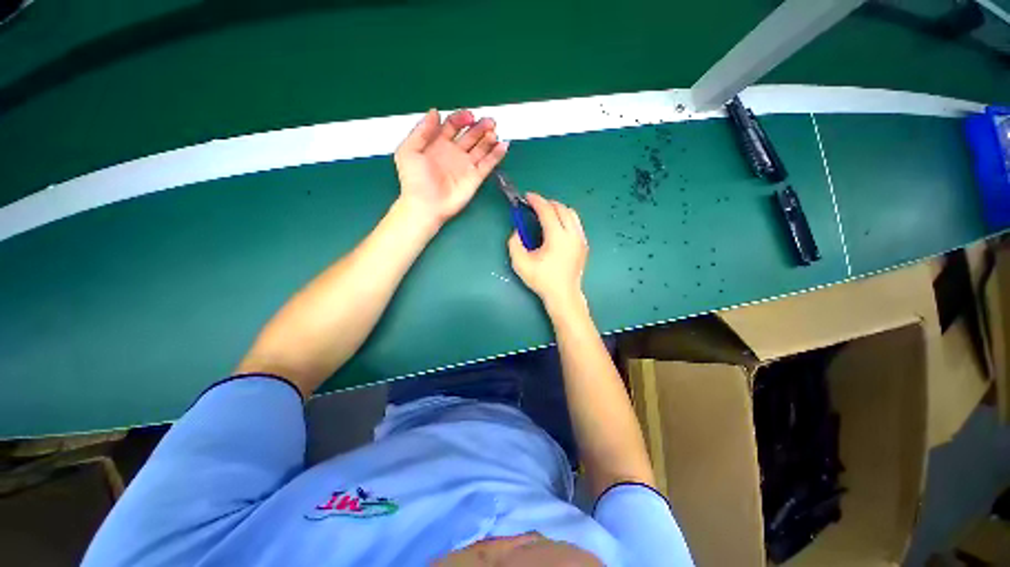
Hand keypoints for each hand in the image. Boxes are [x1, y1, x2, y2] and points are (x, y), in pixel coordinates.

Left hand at [394, 109, 508, 227]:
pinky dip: (497, 155)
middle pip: (470, 135)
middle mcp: (454, 153)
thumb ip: (421, 131)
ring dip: (489, 138)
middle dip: (480, 126)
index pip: (453, 125)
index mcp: (437, 143)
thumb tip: (434, 112)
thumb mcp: (409, 151)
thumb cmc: (414, 180)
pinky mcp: (475, 178)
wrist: (425, 206)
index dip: (461, 118)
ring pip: (481, 148)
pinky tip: (503, 145)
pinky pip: (488, 164)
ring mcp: (466, 166)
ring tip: (494, 132)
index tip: (469, 117)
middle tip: (489, 122)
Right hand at [508, 194, 588, 313]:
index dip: (536, 201)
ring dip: (558, 209)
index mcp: (557, 237)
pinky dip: (565, 218)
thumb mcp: (521, 263)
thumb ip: (514, 243)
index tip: (527, 197)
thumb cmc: (542, 280)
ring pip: (572, 214)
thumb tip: (518, 231)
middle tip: (535, 206)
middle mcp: (572, 234)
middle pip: (562, 208)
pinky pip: (576, 223)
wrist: (564, 295)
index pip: (547, 211)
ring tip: (546, 214)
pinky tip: (557, 227)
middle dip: (547, 203)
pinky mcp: (584, 245)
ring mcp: (580, 239)